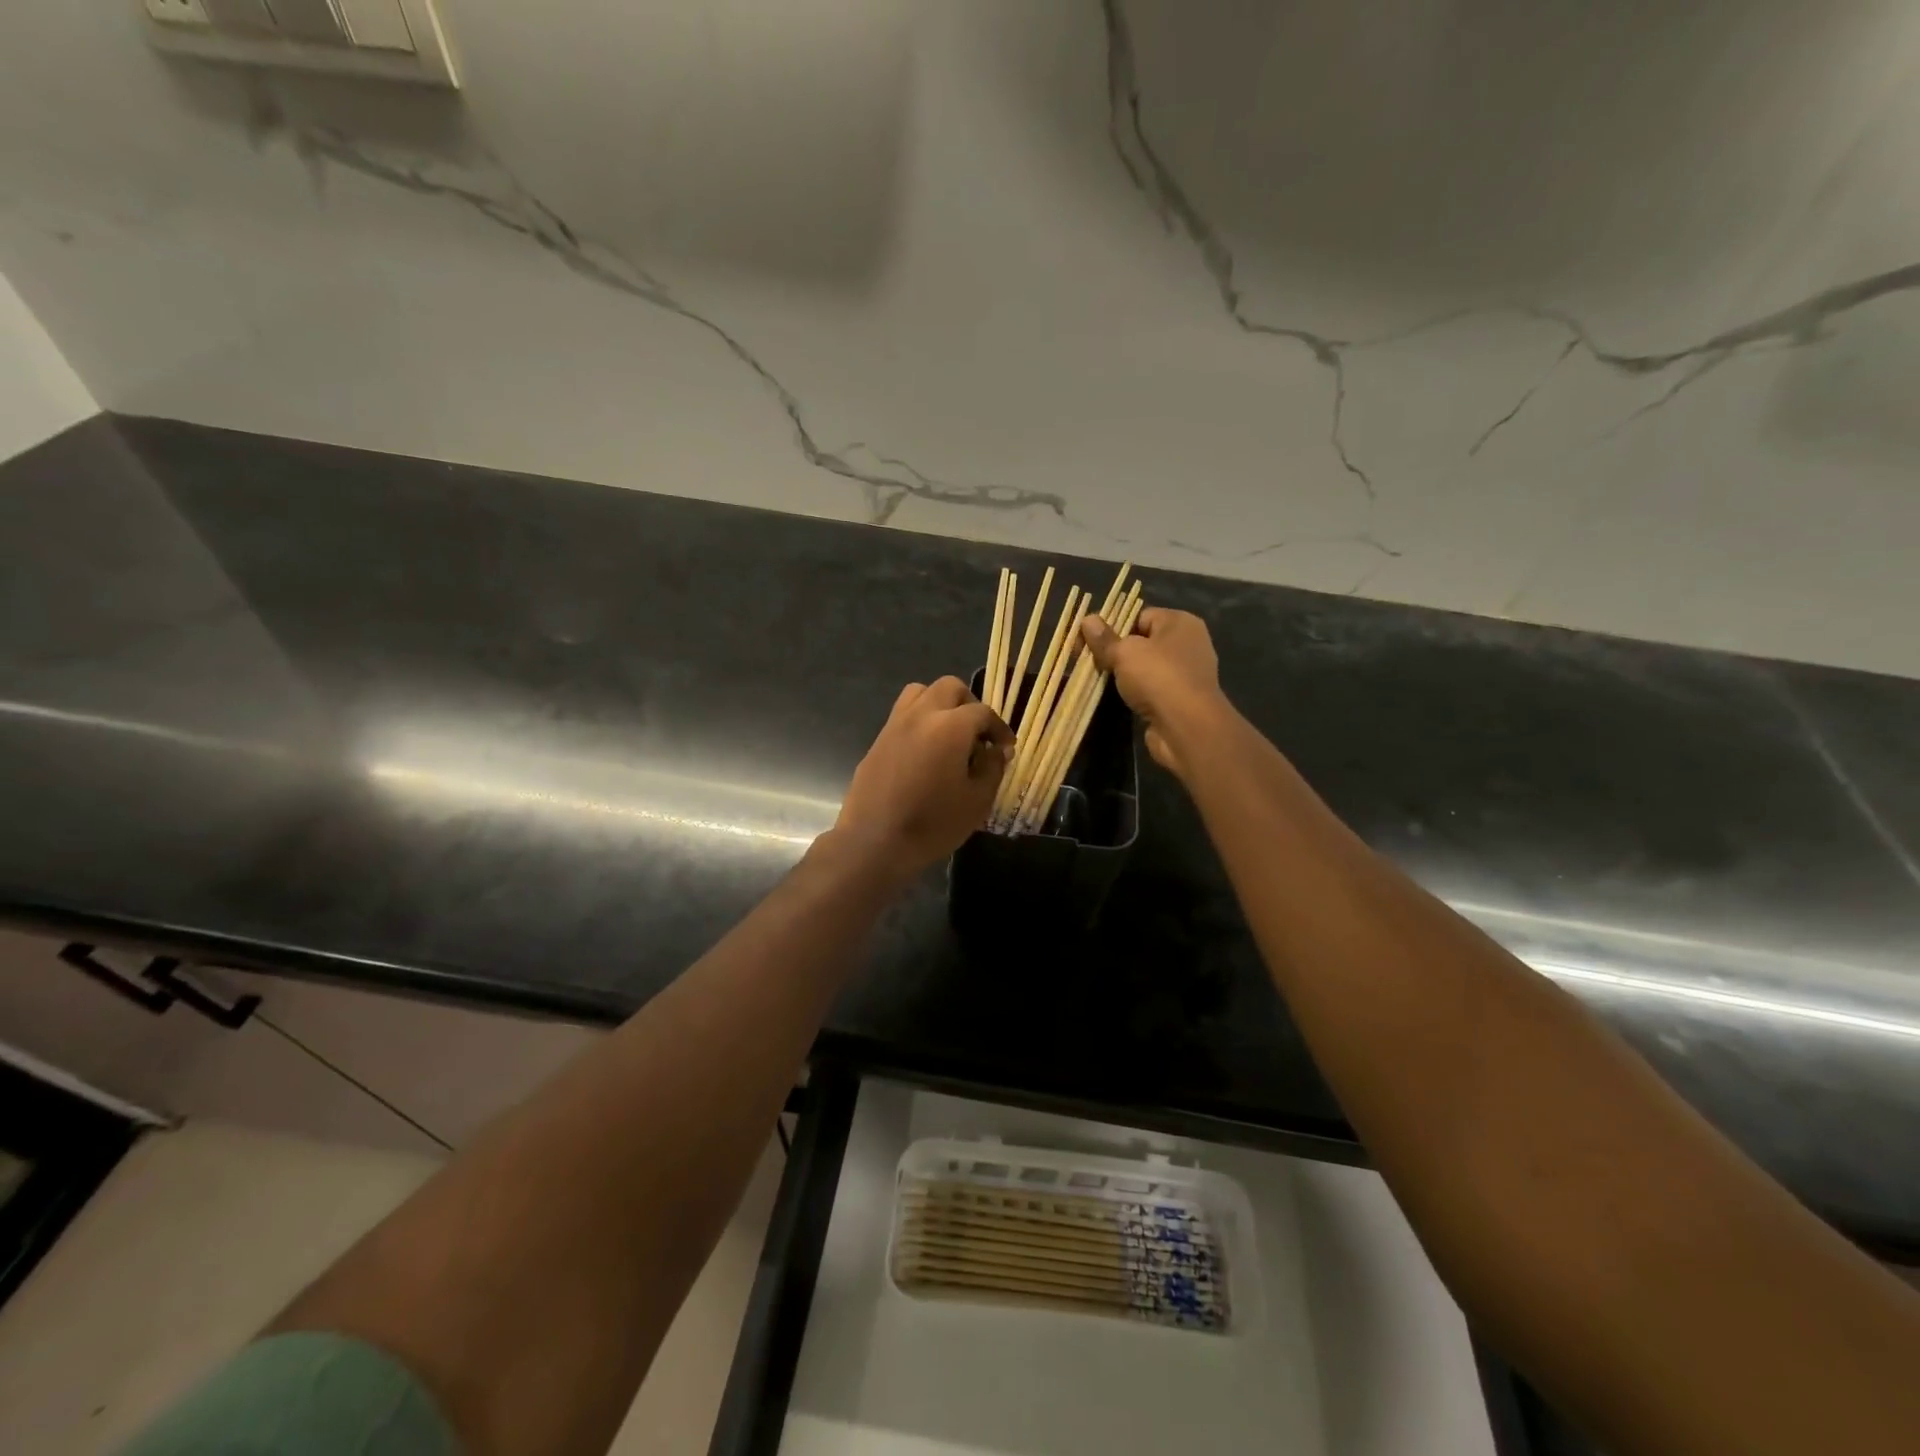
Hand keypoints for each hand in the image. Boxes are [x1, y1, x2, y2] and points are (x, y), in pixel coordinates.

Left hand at [835, 677, 1013, 877]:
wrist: (875, 842)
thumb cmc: (933, 824)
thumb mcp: (977, 801)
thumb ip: (992, 768)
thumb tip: (996, 750)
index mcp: (950, 727)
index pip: (983, 712)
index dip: (999, 728)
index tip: (1005, 748)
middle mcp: (921, 715)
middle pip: (949, 687)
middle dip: (969, 705)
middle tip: (977, 735)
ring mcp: (894, 725)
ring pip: (920, 693)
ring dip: (940, 705)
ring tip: (949, 735)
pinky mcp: (877, 741)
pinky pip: (902, 716)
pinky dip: (919, 722)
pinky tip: (925, 753)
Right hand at [1079, 608, 1227, 782]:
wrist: (1186, 727)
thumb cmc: (1158, 677)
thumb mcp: (1124, 652)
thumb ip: (1104, 638)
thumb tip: (1087, 620)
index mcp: (1180, 622)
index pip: (1140, 616)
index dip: (1113, 625)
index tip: (1088, 639)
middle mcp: (1187, 644)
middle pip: (1142, 641)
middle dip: (1115, 650)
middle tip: (1086, 659)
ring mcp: (1185, 673)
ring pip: (1145, 667)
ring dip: (1123, 673)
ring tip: (1095, 677)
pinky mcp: (1179, 699)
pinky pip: (1150, 688)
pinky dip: (1134, 692)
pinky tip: (1115, 697)